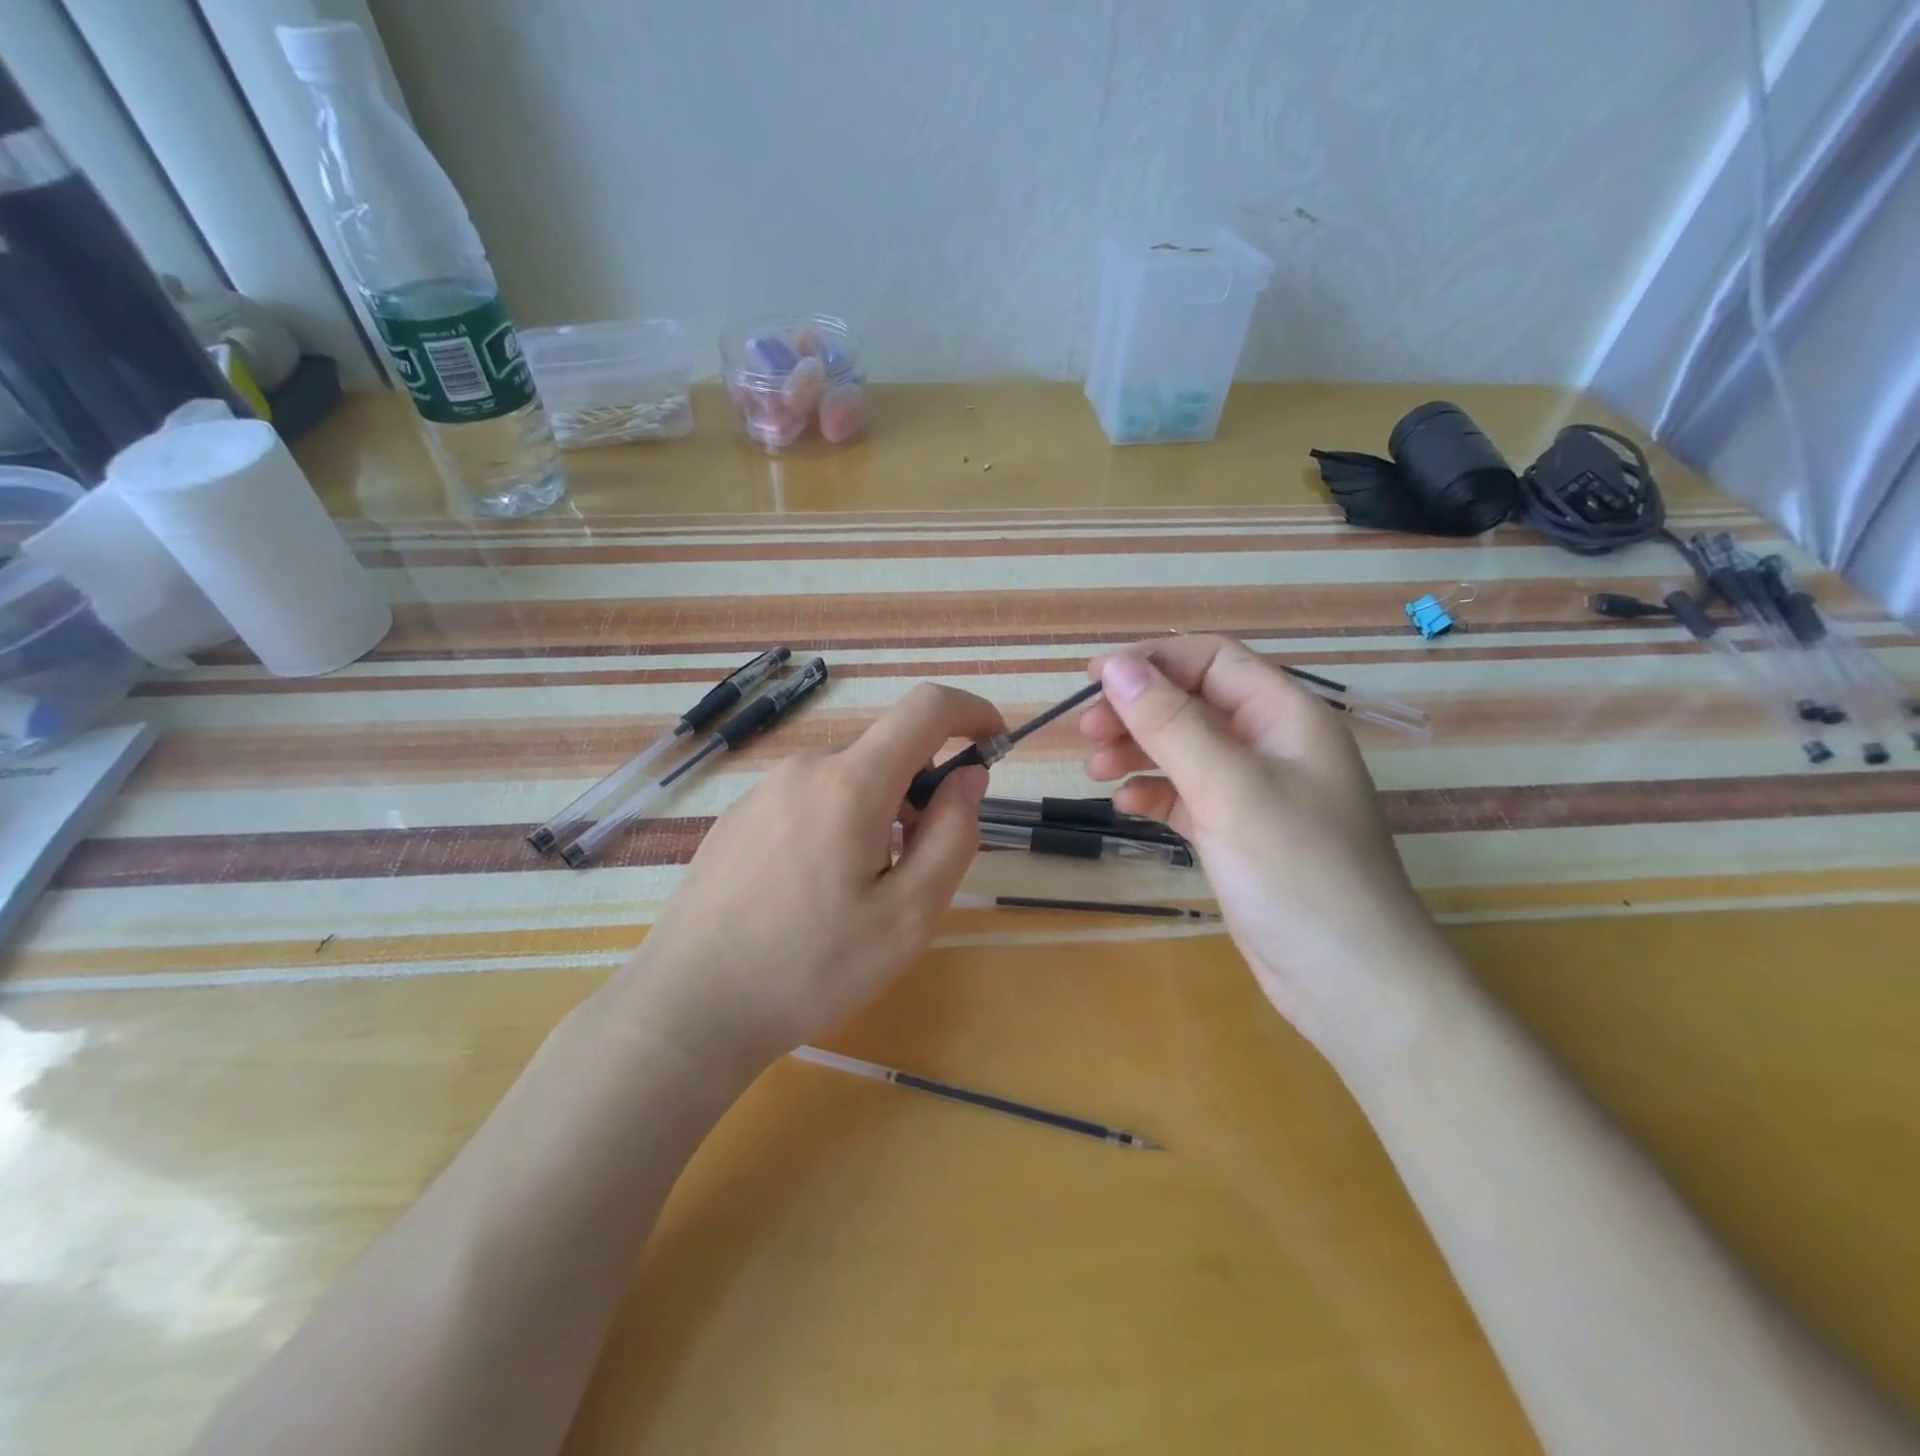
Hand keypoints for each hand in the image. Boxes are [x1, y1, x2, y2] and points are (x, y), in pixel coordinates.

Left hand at [607, 684, 1001, 1077]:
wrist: (688, 1008)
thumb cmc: (811, 967)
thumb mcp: (909, 915)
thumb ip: (953, 834)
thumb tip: (967, 776)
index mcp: (850, 783)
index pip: (926, 708)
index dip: (971, 712)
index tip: (994, 745)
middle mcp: (804, 768)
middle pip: (886, 755)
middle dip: (921, 794)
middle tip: (916, 869)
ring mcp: (763, 792)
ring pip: (847, 782)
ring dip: (878, 816)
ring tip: (859, 894)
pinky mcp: (737, 819)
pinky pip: (809, 802)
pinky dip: (837, 826)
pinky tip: (811, 895)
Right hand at [1081, 636, 1455, 1060]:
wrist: (1350, 982)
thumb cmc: (1297, 871)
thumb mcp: (1229, 787)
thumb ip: (1171, 723)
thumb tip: (1115, 665)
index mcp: (1286, 716)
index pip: (1212, 660)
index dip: (1152, 660)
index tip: (1093, 677)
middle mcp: (1272, 745)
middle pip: (1193, 702)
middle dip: (1138, 709)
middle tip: (1087, 730)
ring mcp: (1255, 792)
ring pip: (1185, 749)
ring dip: (1138, 750)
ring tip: (1095, 769)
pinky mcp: (1238, 833)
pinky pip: (1187, 796)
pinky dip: (1154, 793)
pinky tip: (1126, 806)